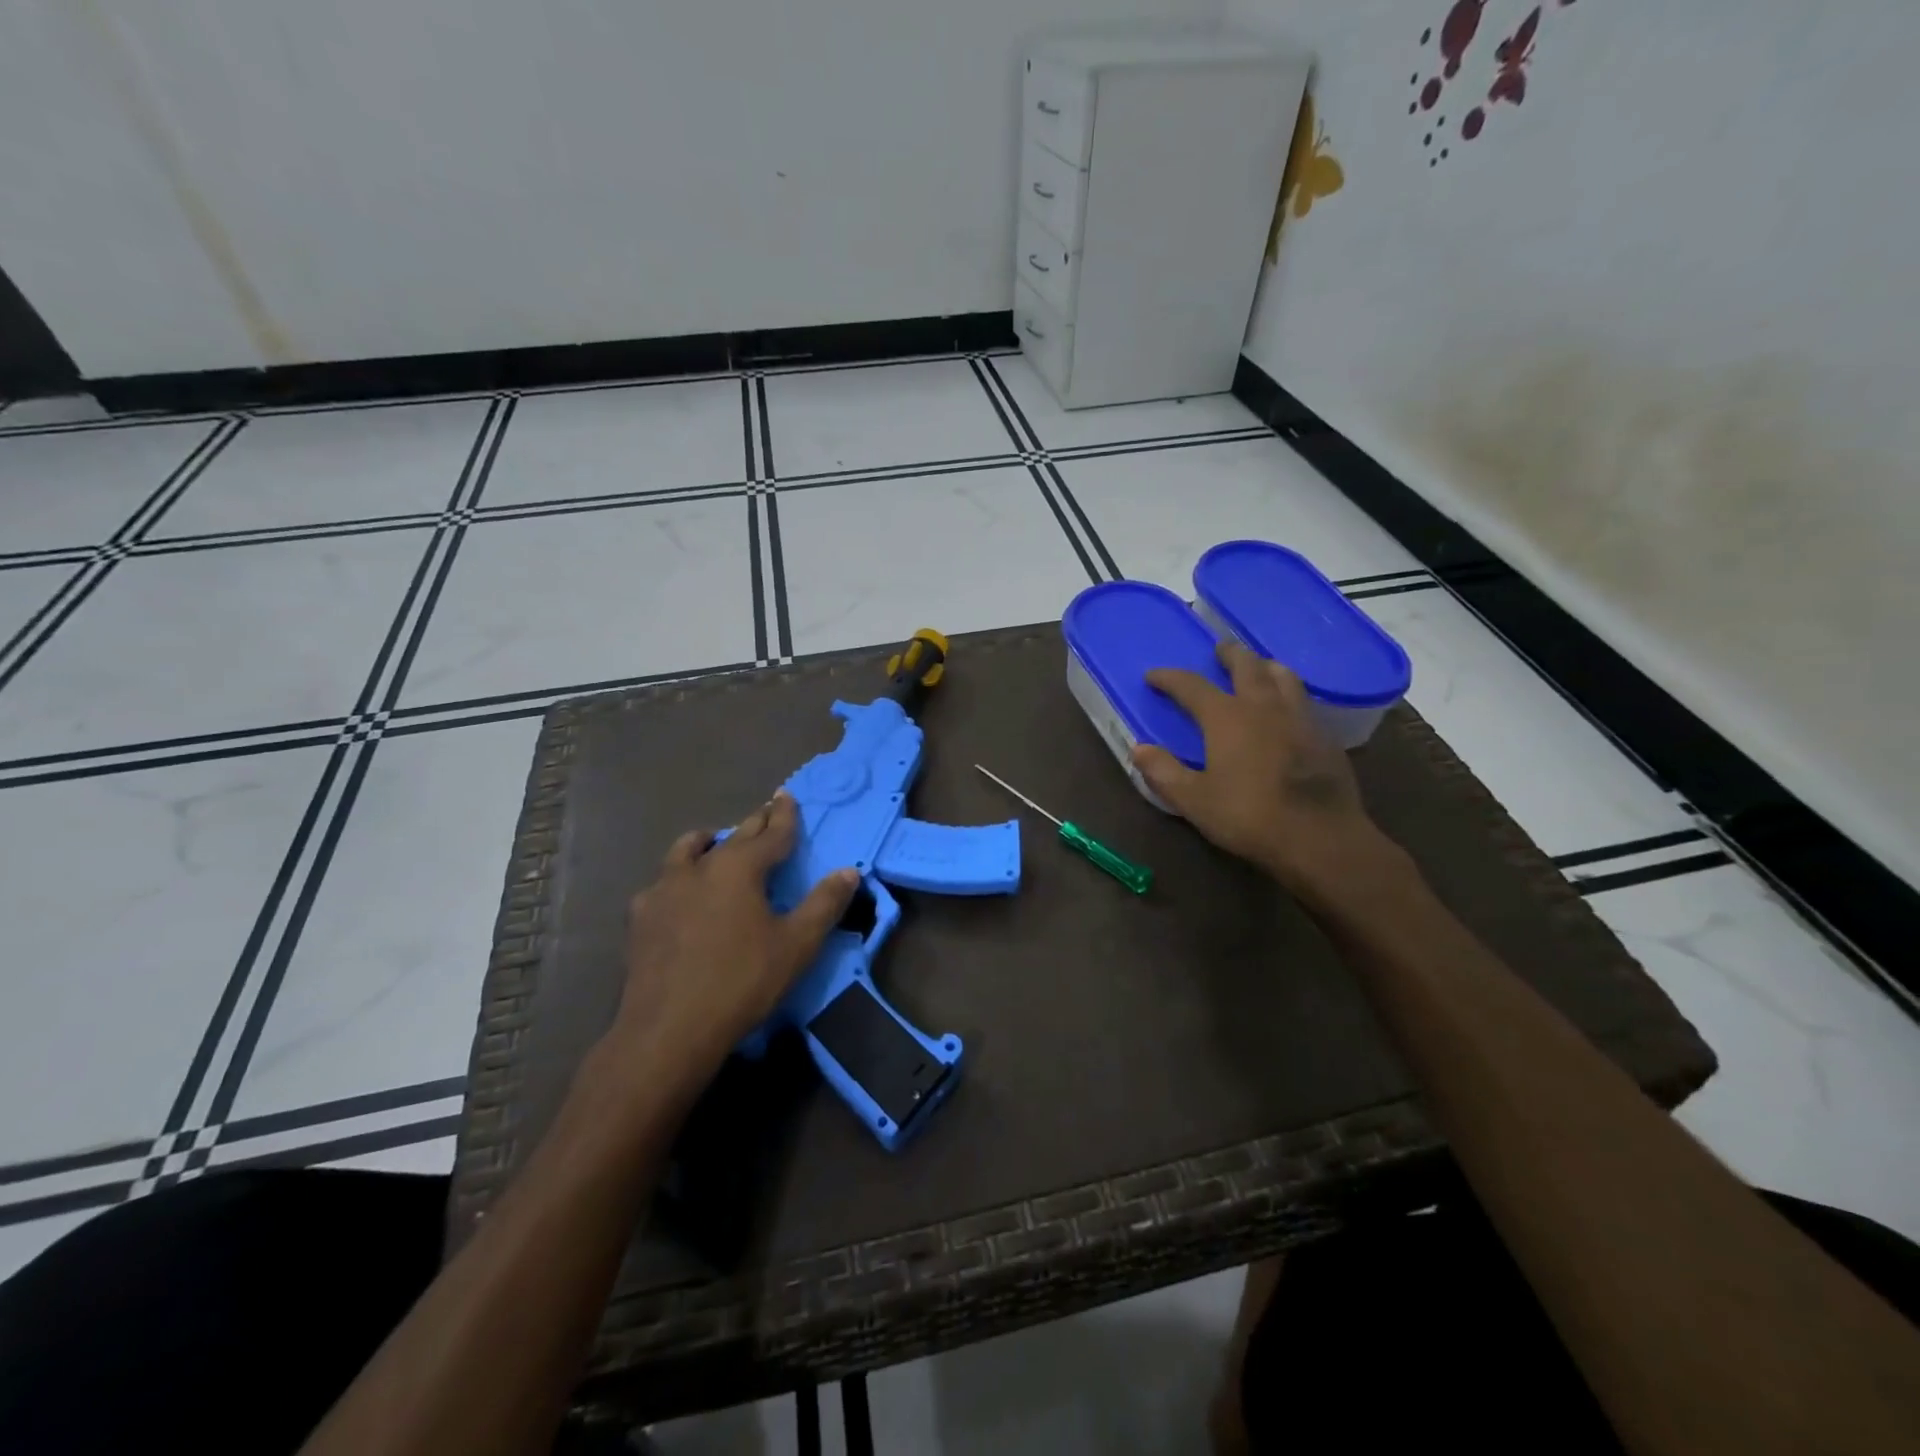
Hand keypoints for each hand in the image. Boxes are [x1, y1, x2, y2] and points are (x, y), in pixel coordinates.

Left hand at [602, 791, 857, 1096]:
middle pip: (733, 836)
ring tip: (716, 843)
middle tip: (766, 811)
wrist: (668, 1030)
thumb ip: (824, 904)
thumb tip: (849, 872)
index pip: (771, 833)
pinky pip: (663, 881)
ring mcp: (664, 890)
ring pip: (687, 850)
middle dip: (754, 823)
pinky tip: (681, 894)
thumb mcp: (797, 944)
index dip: (785, 815)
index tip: (788, 796)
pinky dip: (680, 875)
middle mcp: (700, 867)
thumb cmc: (741, 982)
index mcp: (740, 868)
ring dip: (708, 842)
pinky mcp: (641, 917)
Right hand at [1131, 641, 1388, 899]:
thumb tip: (1139, 749)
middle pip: (1247, 666)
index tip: (1153, 676)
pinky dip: (1289, 693)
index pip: (1191, 686)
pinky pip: (1304, 700)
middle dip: (1229, 655)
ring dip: (1265, 666)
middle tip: (1219, 650)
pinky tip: (1287, 709)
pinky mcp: (1325, 736)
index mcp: (1227, 717)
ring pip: (1283, 676)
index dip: (1170, 678)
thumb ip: (1163, 772)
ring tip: (1258, 668)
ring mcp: (1299, 718)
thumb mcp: (1194, 800)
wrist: (1320, 837)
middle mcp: (1263, 706)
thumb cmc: (1249, 816)